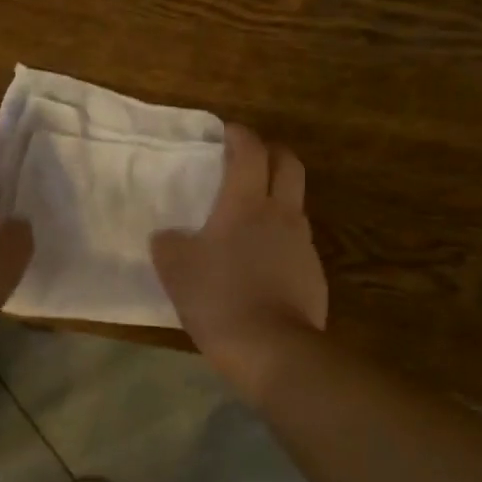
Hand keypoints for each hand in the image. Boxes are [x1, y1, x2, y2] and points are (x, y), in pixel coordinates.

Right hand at [151, 124, 326, 398]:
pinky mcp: (314, 273)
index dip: (239, 136)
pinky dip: (282, 238)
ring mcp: (303, 244)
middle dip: (272, 153)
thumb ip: (168, 245)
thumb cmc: (219, 299)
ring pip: (296, 204)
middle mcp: (281, 214)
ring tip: (254, 215)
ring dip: (278, 197)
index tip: (228, 132)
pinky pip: (298, 242)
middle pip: (289, 164)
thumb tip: (167, 236)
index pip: (250, 152)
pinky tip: (264, 262)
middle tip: (252, 159)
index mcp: (246, 204)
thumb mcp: (176, 271)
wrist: (272, 348)